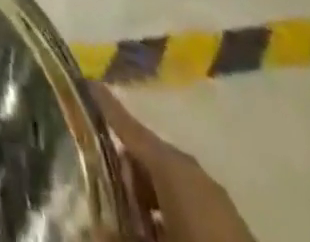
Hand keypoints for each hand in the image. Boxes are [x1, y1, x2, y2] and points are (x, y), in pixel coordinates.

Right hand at [93, 86, 257, 241]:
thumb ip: (117, 234)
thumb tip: (90, 229)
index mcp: (171, 165)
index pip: (129, 127)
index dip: (105, 106)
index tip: (85, 82)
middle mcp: (190, 171)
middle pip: (146, 155)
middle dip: (121, 167)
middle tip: (97, 181)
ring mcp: (211, 196)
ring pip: (165, 181)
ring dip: (143, 194)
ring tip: (123, 215)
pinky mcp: (224, 222)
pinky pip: (183, 202)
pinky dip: (163, 210)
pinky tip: (151, 229)